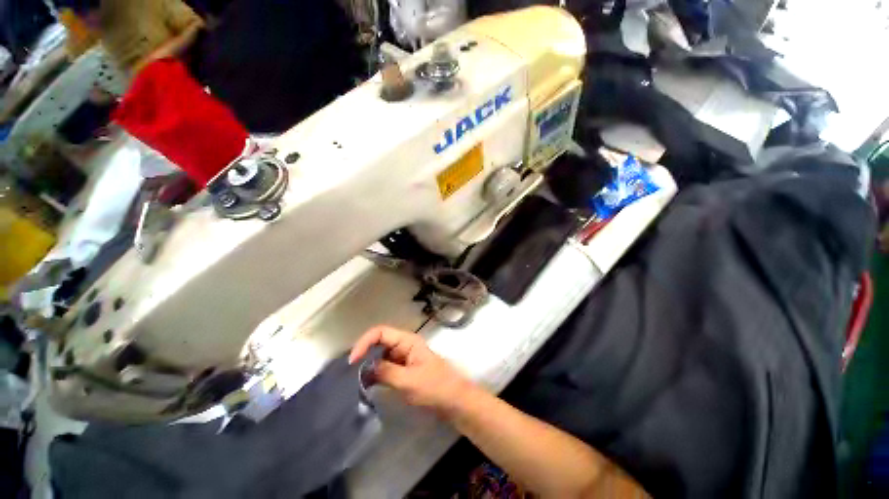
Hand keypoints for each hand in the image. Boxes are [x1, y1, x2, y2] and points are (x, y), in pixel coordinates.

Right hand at [349, 326, 476, 417]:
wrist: (455, 401)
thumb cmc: (435, 387)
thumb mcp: (408, 381)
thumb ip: (385, 372)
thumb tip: (366, 368)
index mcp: (407, 341)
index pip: (380, 332)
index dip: (364, 342)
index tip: (352, 362)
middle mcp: (405, 345)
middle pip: (380, 342)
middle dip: (365, 354)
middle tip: (351, 373)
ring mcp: (405, 357)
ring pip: (382, 355)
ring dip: (370, 365)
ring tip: (357, 381)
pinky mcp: (406, 370)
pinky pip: (387, 367)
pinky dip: (377, 374)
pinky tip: (369, 385)